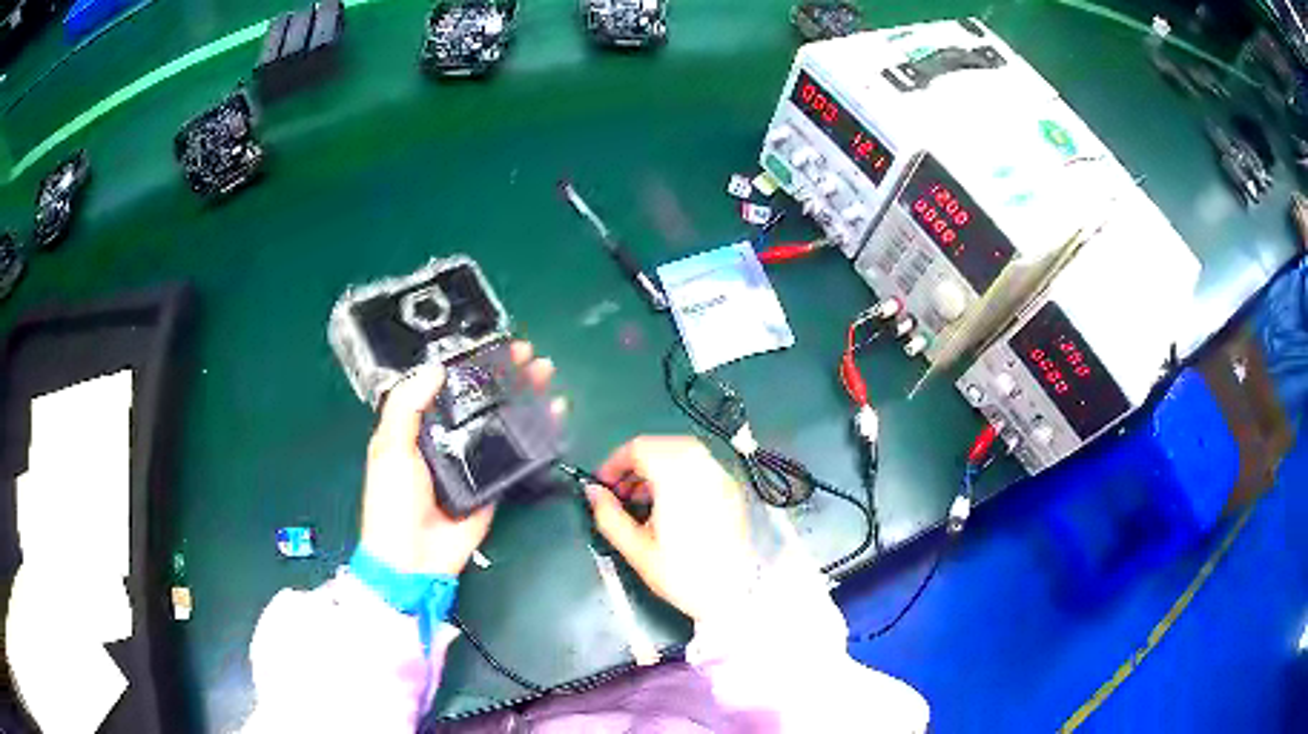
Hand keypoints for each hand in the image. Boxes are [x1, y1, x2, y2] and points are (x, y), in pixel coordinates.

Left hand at [360, 342, 554, 575]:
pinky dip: (537, 434)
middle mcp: (449, 438)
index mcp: (419, 425)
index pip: (449, 385)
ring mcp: (474, 461)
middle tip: (531, 356)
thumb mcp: (389, 447)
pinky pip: (517, 455)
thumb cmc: (393, 499)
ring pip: (503, 421)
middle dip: (507, 375)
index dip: (473, 364)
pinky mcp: (494, 484)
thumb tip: (436, 368)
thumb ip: (406, 406)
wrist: (414, 558)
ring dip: (525, 397)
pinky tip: (553, 414)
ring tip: (546, 376)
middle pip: (483, 399)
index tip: (496, 345)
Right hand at [587, 436, 757, 620]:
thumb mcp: (636, 549)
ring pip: (683, 452)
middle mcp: (702, 470)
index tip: (603, 484)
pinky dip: (679, 472)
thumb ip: (609, 515)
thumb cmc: (683, 574)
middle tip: (620, 491)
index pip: (640, 448)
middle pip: (661, 444)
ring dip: (657, 464)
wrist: (734, 593)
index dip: (615, 462)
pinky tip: (670, 501)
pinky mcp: (731, 490)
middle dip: (635, 462)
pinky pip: (700, 466)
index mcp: (676, 479)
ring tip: (641, 497)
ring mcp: (721, 478)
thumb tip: (592, 492)